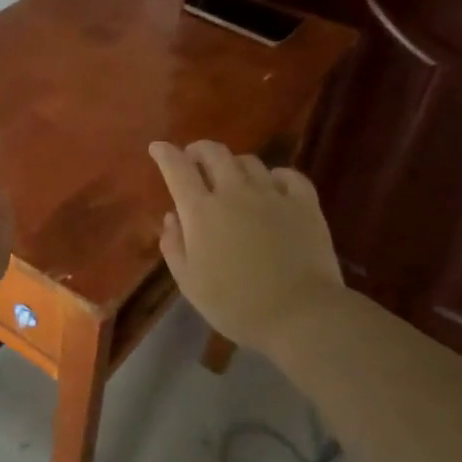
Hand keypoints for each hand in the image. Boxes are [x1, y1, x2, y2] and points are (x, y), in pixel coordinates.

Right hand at [149, 140, 344, 353]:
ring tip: (232, 177)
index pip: (177, 169)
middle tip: (194, 158)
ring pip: (249, 161)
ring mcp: (272, 195)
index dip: (165, 154)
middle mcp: (234, 192)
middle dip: (199, 150)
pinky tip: (273, 186)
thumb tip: (172, 217)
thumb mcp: (189, 282)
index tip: (157, 147)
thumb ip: (174, 246)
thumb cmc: (235, 304)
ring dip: (234, 164)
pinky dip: (275, 175)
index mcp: (201, 211)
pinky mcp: (304, 204)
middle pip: (214, 153)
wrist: (300, 315)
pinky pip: (288, 175)